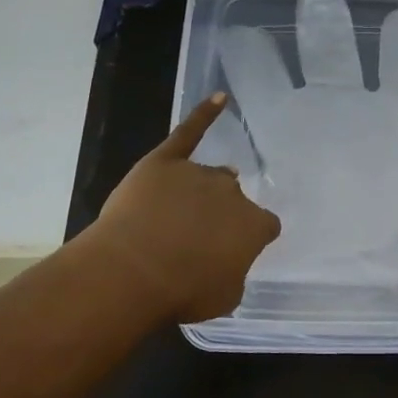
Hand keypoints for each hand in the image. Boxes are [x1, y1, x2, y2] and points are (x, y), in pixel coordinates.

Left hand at [84, 94, 282, 322]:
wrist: (133, 270)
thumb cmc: (182, 292)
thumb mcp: (225, 297)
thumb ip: (235, 272)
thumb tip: (227, 260)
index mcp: (254, 225)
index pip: (264, 226)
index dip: (248, 239)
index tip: (233, 251)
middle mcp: (232, 192)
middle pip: (233, 198)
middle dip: (220, 215)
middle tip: (197, 239)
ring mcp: (199, 173)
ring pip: (210, 177)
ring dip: (202, 192)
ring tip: (180, 213)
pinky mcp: (166, 161)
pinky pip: (190, 132)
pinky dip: (205, 114)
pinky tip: (219, 99)